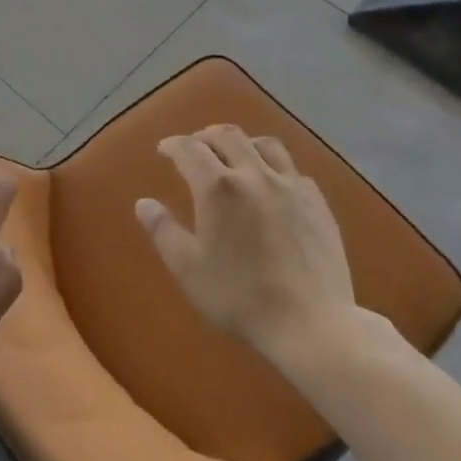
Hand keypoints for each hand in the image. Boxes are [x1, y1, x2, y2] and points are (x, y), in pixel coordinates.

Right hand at [136, 125, 356, 361]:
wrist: (311, 324)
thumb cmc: (241, 298)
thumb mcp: (189, 270)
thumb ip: (163, 231)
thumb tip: (143, 203)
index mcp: (218, 187)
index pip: (190, 149)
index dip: (173, 145)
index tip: (164, 150)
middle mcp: (254, 174)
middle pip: (227, 136)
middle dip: (205, 136)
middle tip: (195, 147)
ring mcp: (290, 185)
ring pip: (264, 144)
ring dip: (242, 143)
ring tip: (234, 155)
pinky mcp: (317, 202)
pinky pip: (292, 169)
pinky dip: (274, 167)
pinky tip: (272, 184)